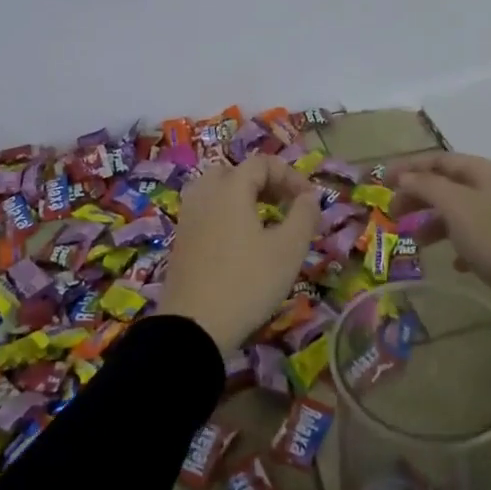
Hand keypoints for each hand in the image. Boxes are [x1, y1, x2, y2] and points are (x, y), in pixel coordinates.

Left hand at [157, 155, 321, 351]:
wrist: (193, 327)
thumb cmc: (247, 282)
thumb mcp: (288, 250)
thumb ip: (304, 216)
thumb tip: (309, 197)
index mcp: (229, 188)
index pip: (261, 163)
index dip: (290, 175)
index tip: (309, 200)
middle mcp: (204, 194)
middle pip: (235, 172)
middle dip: (264, 182)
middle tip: (284, 205)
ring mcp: (188, 217)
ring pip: (217, 191)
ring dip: (243, 198)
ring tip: (265, 222)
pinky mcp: (181, 241)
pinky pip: (207, 212)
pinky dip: (227, 215)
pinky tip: (242, 243)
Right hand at [387, 152, 490, 307]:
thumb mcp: (455, 206)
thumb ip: (426, 186)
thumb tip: (404, 176)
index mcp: (483, 171)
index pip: (438, 160)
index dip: (409, 167)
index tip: (382, 181)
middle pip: (447, 184)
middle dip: (418, 197)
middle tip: (394, 214)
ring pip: (459, 211)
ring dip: (435, 222)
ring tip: (418, 242)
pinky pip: (475, 237)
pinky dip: (458, 244)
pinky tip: (453, 263)